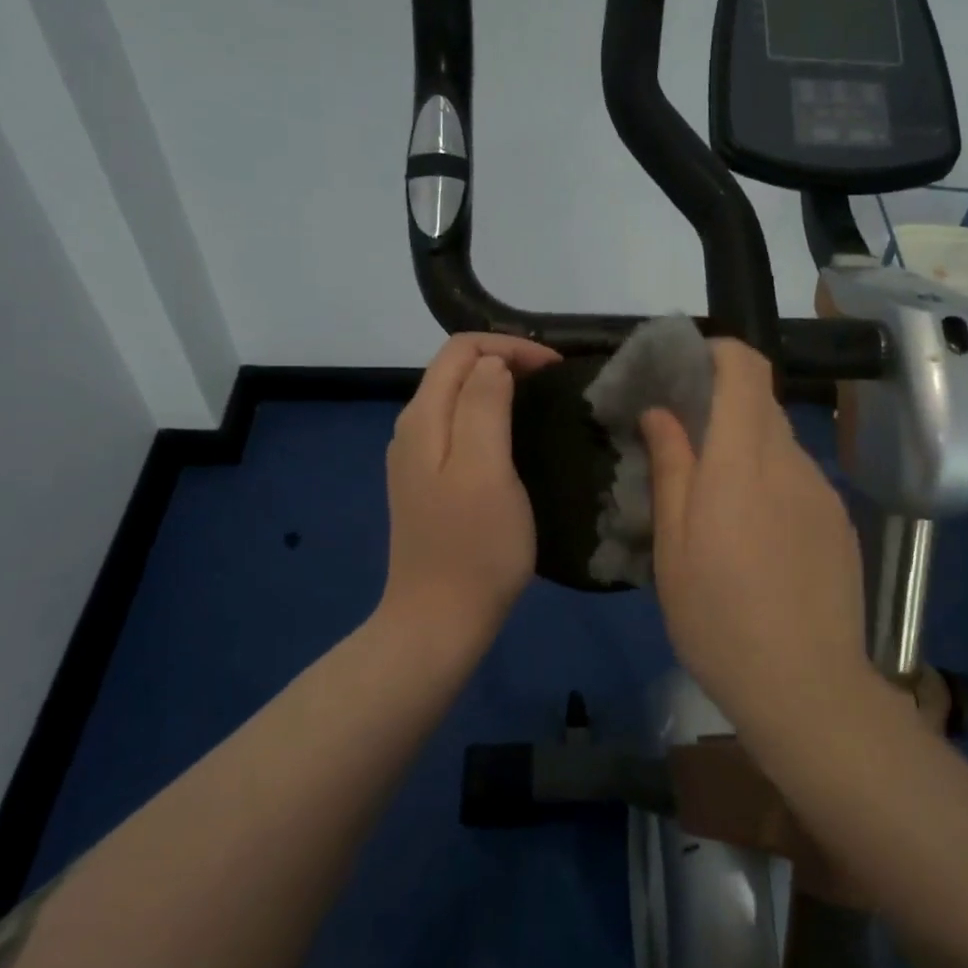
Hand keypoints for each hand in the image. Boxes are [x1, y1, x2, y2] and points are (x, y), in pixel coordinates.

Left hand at [380, 333, 559, 655]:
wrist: (438, 621)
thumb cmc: (474, 546)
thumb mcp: (486, 468)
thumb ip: (484, 405)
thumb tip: (493, 363)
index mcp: (424, 418)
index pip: (462, 349)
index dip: (510, 346)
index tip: (555, 368)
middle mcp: (412, 429)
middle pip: (455, 370)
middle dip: (504, 360)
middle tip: (554, 380)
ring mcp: (416, 459)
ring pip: (457, 398)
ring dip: (497, 387)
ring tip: (540, 401)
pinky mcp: (428, 484)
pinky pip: (458, 428)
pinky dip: (489, 416)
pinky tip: (514, 438)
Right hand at [641, 341, 872, 732]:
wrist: (806, 687)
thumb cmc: (719, 616)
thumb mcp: (674, 545)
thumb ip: (671, 468)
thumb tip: (662, 413)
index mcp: (743, 460)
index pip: (746, 368)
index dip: (718, 353)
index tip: (685, 370)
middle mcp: (791, 462)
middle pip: (761, 404)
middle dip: (721, 407)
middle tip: (684, 445)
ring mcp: (823, 493)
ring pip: (780, 445)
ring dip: (746, 452)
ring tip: (718, 504)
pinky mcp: (840, 524)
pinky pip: (800, 482)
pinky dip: (772, 485)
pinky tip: (757, 540)